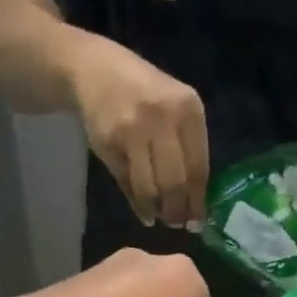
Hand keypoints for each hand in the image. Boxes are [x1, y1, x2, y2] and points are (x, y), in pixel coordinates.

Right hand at [69, 38, 209, 227]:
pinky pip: (128, 183)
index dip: (198, 200)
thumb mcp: (174, 110)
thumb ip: (187, 148)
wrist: (98, 73)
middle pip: (175, 181)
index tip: (199, 221)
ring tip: (161, 218)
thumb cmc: (145, 95)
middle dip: (178, 210)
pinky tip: (145, 213)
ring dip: (157, 210)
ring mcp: (134, 130)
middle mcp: (163, 118)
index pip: (199, 166)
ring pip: (150, 187)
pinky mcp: (110, 143)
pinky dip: (138, 204)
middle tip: (178, 223)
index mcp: (188, 109)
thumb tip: (195, 201)